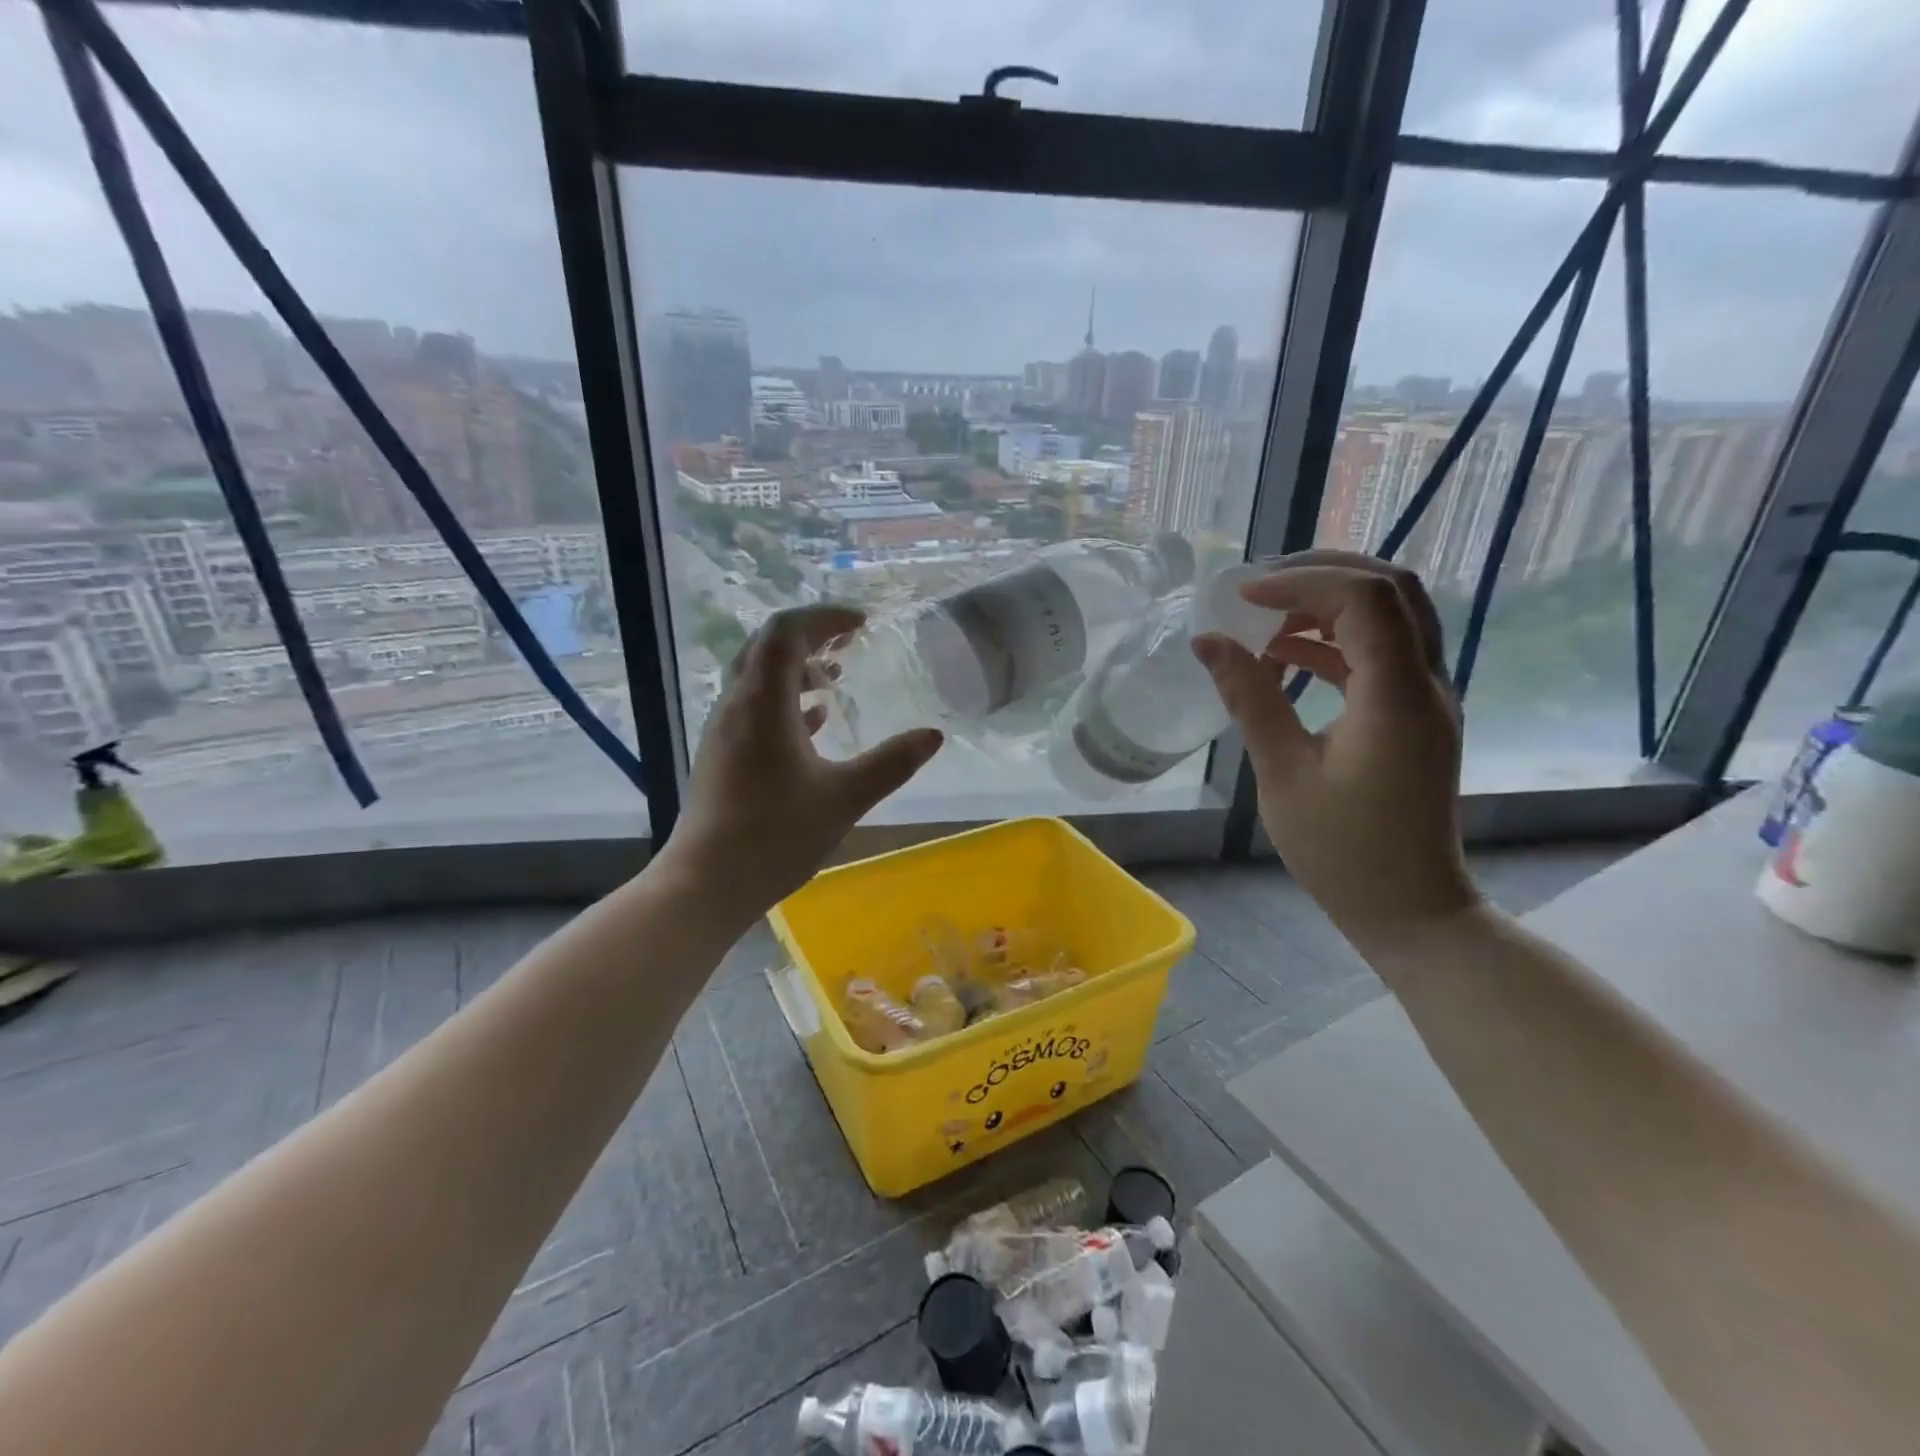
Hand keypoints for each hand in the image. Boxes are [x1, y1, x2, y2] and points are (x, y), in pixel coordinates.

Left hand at [664, 603, 943, 917]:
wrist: (708, 882)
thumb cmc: (776, 834)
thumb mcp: (844, 797)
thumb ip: (891, 763)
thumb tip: (933, 735)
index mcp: (763, 703)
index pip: (786, 631)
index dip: (824, 617)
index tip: (861, 624)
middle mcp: (737, 705)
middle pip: (767, 646)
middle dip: (810, 636)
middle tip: (849, 642)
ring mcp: (724, 730)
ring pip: (758, 677)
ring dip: (796, 669)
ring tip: (835, 678)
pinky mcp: (722, 754)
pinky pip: (753, 707)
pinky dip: (785, 700)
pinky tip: (813, 722)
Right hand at [1191, 551, 1478, 948]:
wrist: (1410, 908)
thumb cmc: (1342, 851)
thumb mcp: (1283, 774)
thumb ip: (1249, 699)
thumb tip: (1207, 642)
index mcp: (1396, 696)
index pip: (1364, 599)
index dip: (1300, 583)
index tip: (1242, 597)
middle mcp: (1426, 683)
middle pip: (1391, 588)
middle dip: (1321, 574)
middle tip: (1258, 586)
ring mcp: (1428, 697)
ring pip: (1391, 615)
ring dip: (1329, 603)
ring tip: (1265, 616)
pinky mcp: (1416, 714)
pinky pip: (1382, 652)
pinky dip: (1336, 640)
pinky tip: (1285, 655)